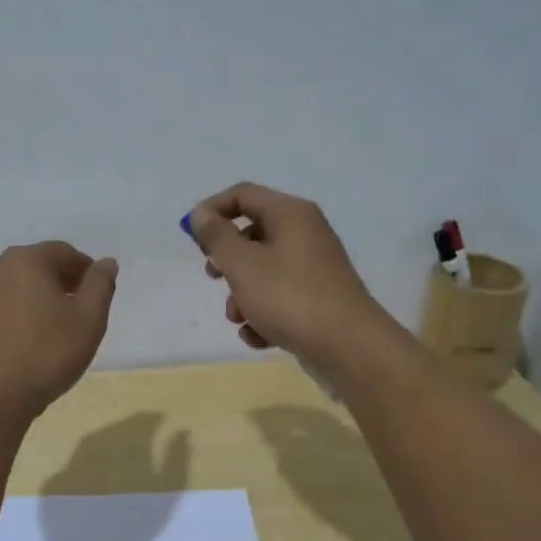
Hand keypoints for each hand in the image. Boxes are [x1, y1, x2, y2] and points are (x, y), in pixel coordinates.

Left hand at [0, 241, 117, 422]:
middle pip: (33, 268)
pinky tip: (17, 349)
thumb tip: (106, 262)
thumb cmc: (45, 355)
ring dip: (30, 302)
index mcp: (25, 261)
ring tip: (47, 332)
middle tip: (75, 311)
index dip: (84, 269)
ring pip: (9, 292)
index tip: (96, 292)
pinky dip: (7, 323)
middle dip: (57, 283)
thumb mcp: (89, 320)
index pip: (63, 252)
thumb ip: (100, 285)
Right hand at [187, 182, 391, 371]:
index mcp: (290, 214)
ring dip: (242, 295)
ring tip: (241, 320)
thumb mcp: (243, 265)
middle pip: (252, 234)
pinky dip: (265, 314)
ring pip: (263, 271)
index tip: (191, 237)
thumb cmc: (290, 298)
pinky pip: (280, 296)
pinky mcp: (318, 297)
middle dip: (227, 261)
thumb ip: (216, 237)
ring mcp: (314, 267)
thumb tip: (200, 213)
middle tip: (213, 276)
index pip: (242, 194)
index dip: (211, 210)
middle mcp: (305, 233)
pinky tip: (261, 338)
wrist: (349, 346)